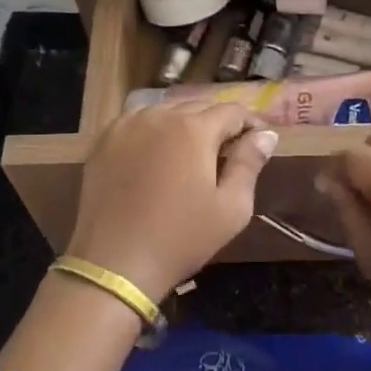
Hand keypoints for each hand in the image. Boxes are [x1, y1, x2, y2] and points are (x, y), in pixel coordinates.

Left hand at [66, 102, 277, 303]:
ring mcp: (127, 125)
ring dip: (186, 124)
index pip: (233, 111)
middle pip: (199, 106)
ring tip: (194, 153)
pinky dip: (156, 131)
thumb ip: (249, 164)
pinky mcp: (104, 141)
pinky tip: (159, 155)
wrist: (115, 263)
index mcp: (194, 128)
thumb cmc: (181, 238)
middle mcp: (160, 115)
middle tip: (229, 151)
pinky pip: (139, 122)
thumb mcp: (231, 208)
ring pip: (167, 111)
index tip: (259, 143)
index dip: (251, 124)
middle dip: (219, 123)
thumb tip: (266, 134)